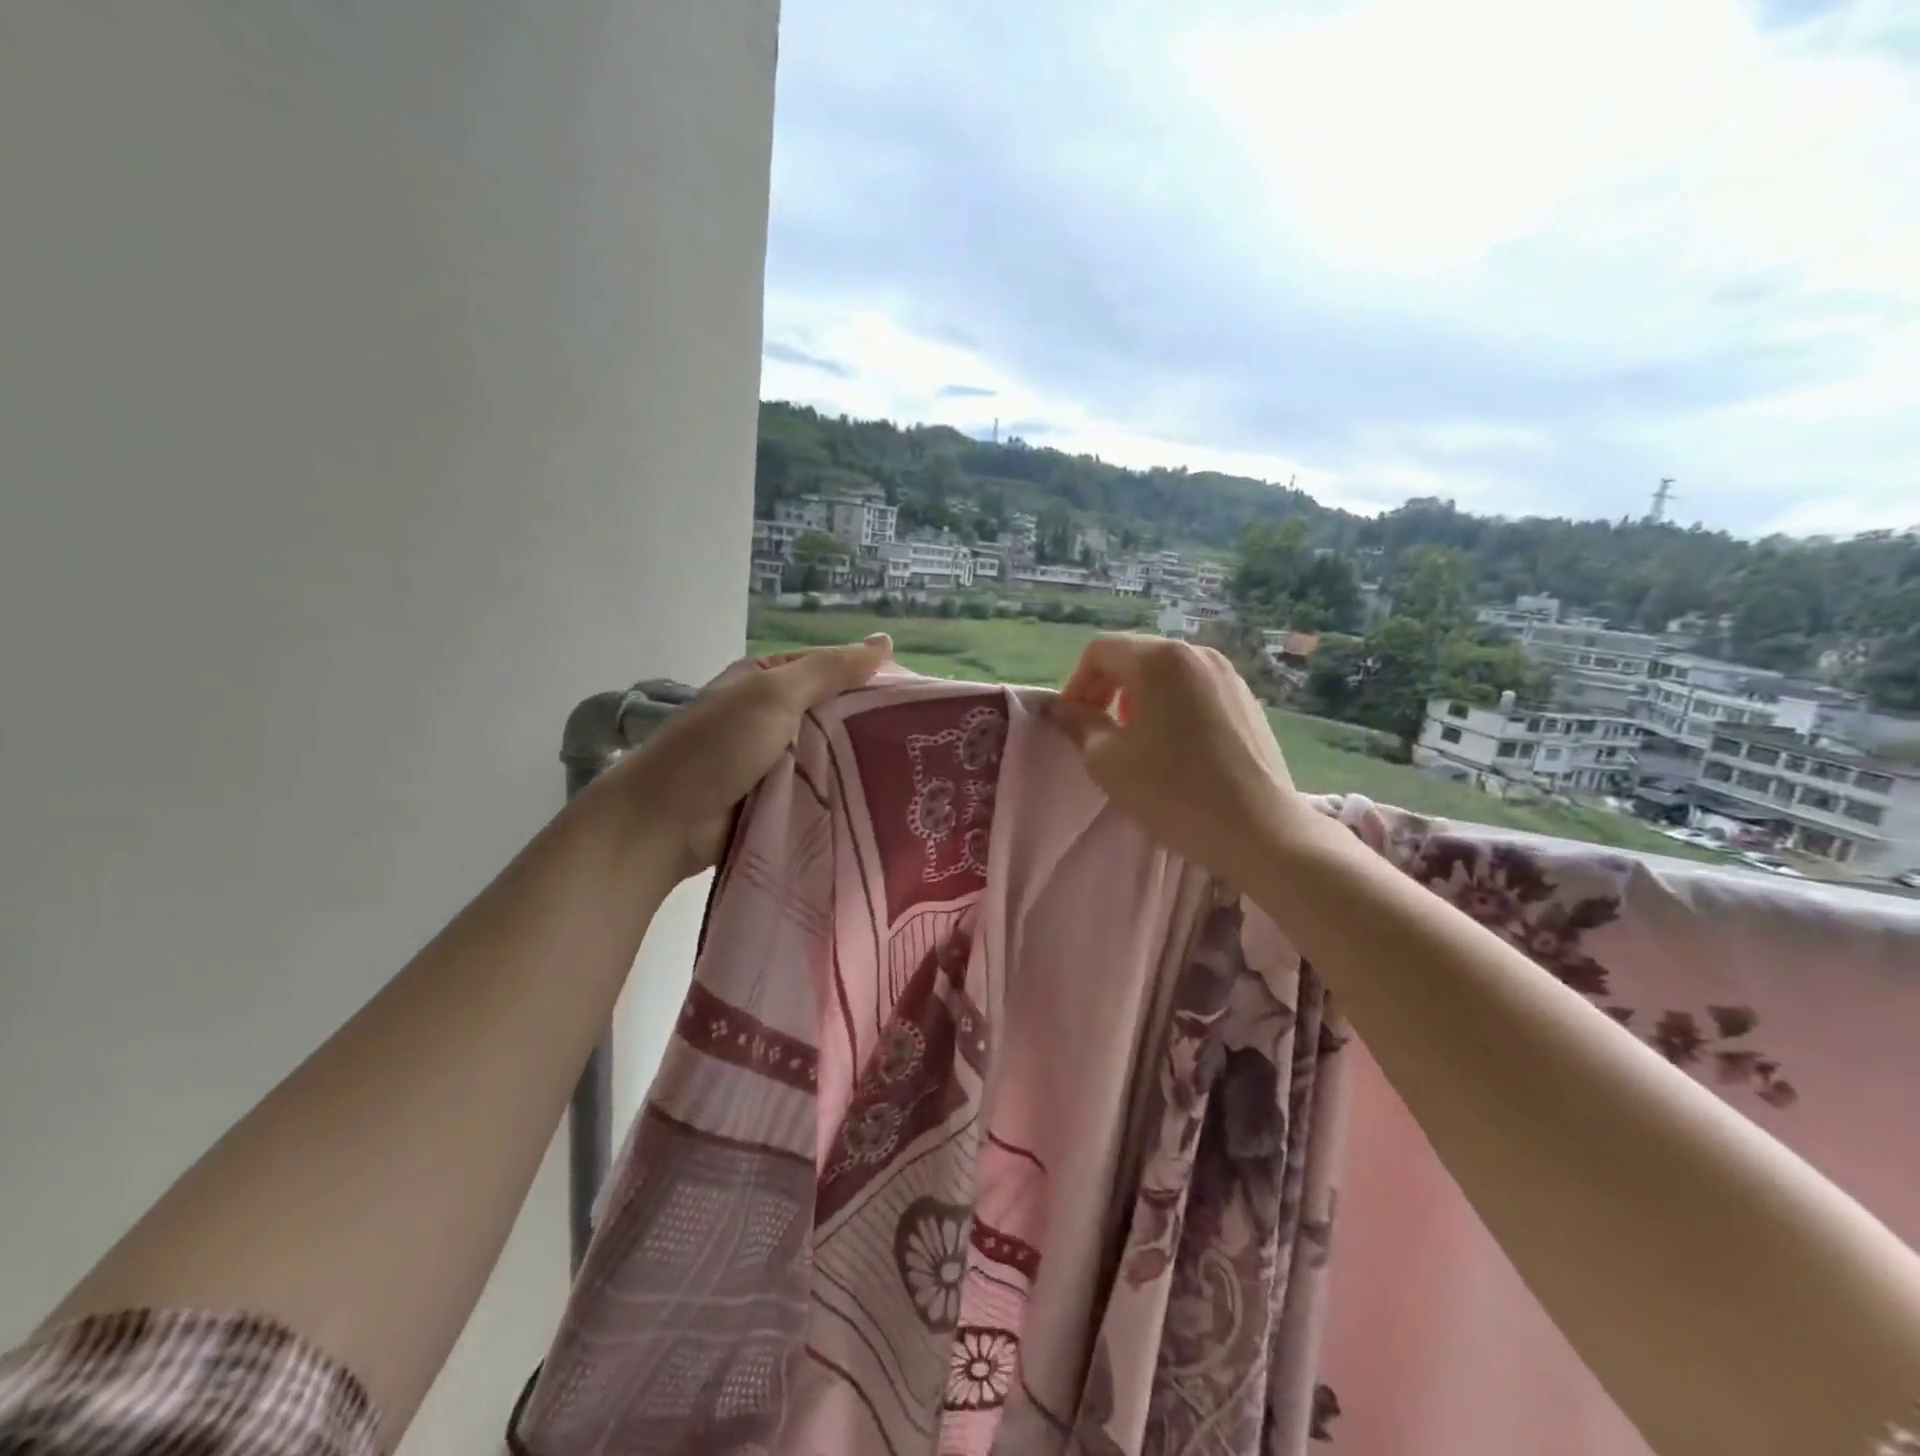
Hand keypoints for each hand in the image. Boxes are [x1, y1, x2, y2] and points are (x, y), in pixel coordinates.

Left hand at [621, 635, 892, 876]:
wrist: (664, 822)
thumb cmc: (717, 747)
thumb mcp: (774, 695)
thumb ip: (829, 671)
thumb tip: (885, 641)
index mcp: (767, 682)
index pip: (831, 672)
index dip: (871, 681)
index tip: (918, 702)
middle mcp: (771, 717)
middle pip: (833, 717)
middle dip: (870, 728)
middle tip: (924, 745)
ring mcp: (772, 762)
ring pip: (828, 758)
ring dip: (859, 767)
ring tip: (916, 777)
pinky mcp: (775, 802)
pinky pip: (817, 793)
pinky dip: (841, 796)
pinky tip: (881, 804)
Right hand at [1042, 635, 1303, 879]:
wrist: (1260, 831)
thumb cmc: (1174, 793)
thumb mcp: (1108, 761)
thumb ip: (1077, 724)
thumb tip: (1055, 707)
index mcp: (1159, 660)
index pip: (1100, 651)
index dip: (1076, 684)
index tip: (1072, 724)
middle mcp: (1197, 654)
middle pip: (1135, 657)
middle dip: (1107, 689)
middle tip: (1097, 733)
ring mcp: (1228, 675)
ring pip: (1166, 674)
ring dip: (1138, 698)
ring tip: (1134, 741)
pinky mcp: (1247, 700)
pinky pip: (1194, 690)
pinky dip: (1171, 706)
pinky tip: (1173, 748)